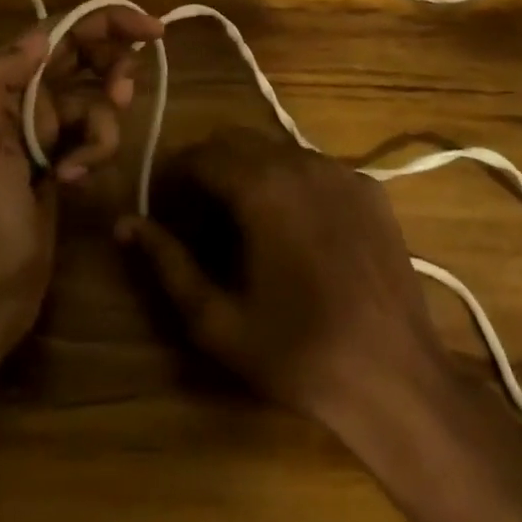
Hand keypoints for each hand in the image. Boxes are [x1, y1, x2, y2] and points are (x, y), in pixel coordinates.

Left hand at [0, 9, 163, 315]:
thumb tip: (41, 35)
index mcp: (1, 88)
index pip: (56, 34)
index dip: (103, 20)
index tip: (152, 27)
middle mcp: (24, 99)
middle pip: (83, 57)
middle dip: (111, 68)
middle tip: (124, 94)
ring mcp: (46, 130)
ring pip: (95, 99)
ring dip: (102, 126)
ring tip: (82, 163)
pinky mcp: (63, 157)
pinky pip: (95, 134)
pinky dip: (95, 152)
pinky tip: (75, 182)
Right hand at [117, 128, 446, 424]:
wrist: (396, 380)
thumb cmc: (299, 354)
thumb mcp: (218, 320)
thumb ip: (167, 263)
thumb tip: (125, 224)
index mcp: (261, 187)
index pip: (200, 154)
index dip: (174, 174)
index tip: (163, 204)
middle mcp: (301, 162)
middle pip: (237, 141)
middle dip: (209, 166)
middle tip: (198, 212)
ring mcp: (342, 172)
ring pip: (277, 149)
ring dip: (250, 170)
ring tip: (245, 220)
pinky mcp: (371, 189)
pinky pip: (317, 167)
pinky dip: (292, 182)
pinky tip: (296, 227)